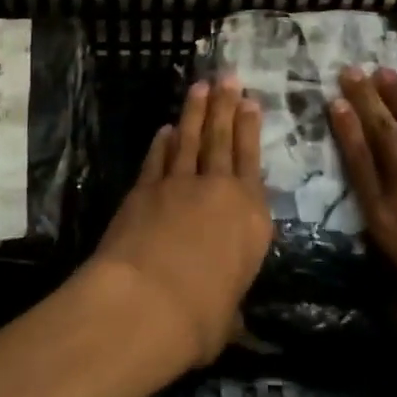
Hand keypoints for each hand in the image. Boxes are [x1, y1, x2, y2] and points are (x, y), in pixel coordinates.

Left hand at [88, 78, 272, 370]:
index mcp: (251, 218)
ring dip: (195, 112)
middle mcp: (219, 191)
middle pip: (222, 139)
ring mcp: (178, 185)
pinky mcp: (144, 189)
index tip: (249, 102)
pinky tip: (165, 129)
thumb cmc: (200, 318)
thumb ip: (228, 306)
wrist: (145, 303)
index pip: (252, 162)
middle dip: (225, 105)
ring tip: (200, 87)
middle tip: (227, 77)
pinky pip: (157, 159)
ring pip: (190, 139)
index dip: (249, 129)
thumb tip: (227, 319)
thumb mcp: (226, 319)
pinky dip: (162, 142)